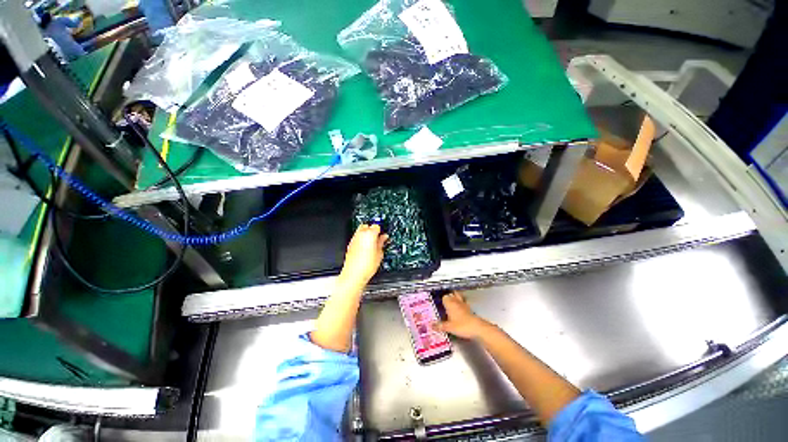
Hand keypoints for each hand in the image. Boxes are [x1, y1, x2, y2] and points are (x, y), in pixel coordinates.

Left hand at [340, 224, 388, 287]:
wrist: (354, 274)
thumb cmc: (366, 266)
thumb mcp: (380, 254)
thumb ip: (382, 243)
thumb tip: (383, 238)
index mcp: (370, 234)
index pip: (377, 226)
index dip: (381, 229)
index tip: (384, 234)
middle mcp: (360, 234)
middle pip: (367, 225)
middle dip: (372, 229)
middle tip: (378, 237)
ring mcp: (354, 239)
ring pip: (360, 230)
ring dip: (366, 234)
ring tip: (372, 242)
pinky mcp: (350, 245)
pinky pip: (357, 237)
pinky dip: (361, 239)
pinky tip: (366, 247)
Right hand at [437, 292, 490, 339]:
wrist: (478, 329)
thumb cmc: (462, 326)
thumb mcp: (448, 327)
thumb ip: (440, 326)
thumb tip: (432, 325)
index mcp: (450, 303)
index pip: (444, 296)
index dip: (441, 298)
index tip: (438, 301)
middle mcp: (457, 302)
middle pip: (452, 294)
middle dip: (449, 295)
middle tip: (445, 298)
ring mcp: (464, 305)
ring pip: (459, 297)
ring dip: (456, 298)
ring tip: (452, 301)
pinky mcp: (470, 310)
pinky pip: (464, 303)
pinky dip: (462, 305)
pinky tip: (460, 309)